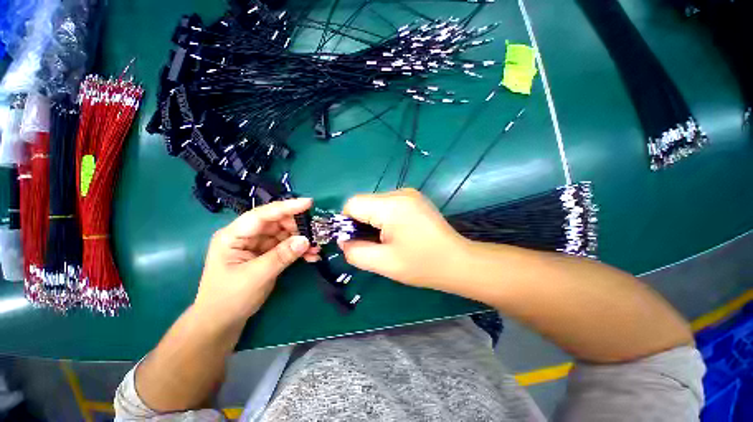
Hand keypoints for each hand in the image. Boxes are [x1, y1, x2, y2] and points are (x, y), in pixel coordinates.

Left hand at [194, 198, 320, 326]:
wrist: (222, 322)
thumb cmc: (229, 298)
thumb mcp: (256, 276)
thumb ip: (281, 256)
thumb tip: (306, 240)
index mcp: (234, 235)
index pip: (262, 215)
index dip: (286, 207)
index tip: (308, 203)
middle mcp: (247, 236)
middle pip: (276, 223)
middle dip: (298, 226)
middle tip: (317, 231)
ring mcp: (258, 245)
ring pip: (284, 234)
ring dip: (302, 240)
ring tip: (317, 248)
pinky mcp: (267, 254)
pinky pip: (287, 246)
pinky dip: (299, 250)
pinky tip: (311, 256)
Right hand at [339, 188, 469, 289]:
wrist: (458, 262)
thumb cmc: (422, 265)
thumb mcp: (383, 264)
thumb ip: (355, 252)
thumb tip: (344, 241)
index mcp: (391, 205)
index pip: (352, 203)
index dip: (347, 223)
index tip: (358, 241)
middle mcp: (399, 192)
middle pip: (364, 202)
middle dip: (362, 223)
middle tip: (375, 244)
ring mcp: (409, 194)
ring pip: (376, 203)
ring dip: (374, 221)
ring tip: (389, 240)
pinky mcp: (415, 199)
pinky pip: (388, 204)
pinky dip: (385, 217)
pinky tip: (399, 232)